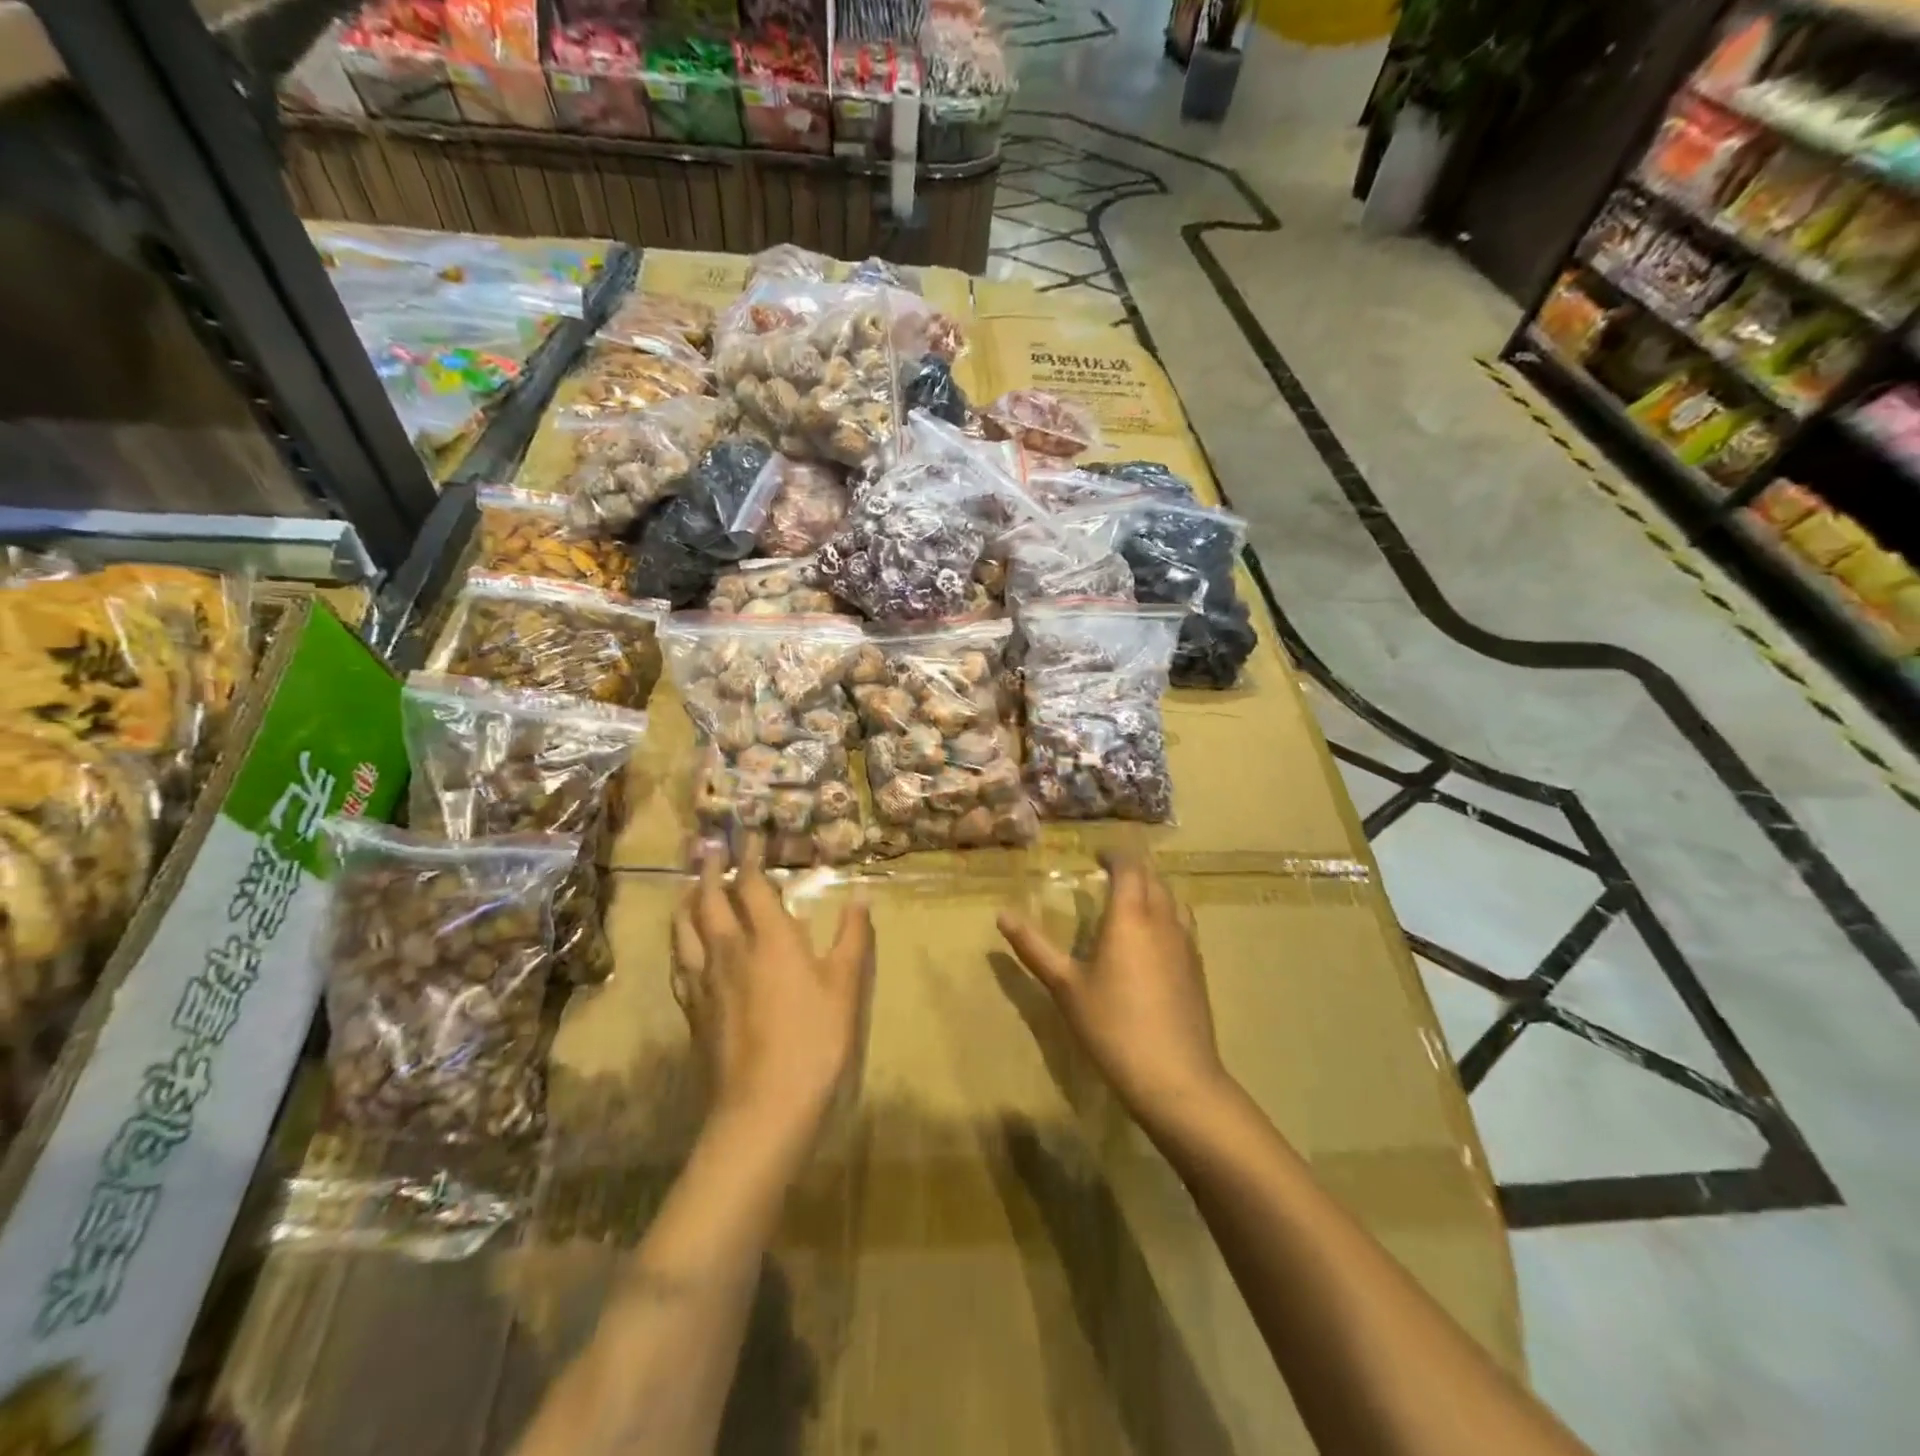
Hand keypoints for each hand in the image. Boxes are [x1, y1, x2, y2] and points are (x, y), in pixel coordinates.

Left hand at [672, 837, 874, 1140]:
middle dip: (712, 871)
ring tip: (689, 888)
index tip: (749, 837)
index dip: (751, 859)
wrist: (763, 1107)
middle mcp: (730, 950)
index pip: (754, 886)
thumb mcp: (846, 986)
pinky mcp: (693, 1010)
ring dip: (688, 901)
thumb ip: (853, 936)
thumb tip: (861, 894)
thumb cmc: (814, 1040)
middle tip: (711, 850)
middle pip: (711, 900)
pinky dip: (680, 943)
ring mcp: (706, 981)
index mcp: (770, 939)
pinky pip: (680, 964)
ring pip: (685, 929)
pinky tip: (683, 947)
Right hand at [997, 853, 1229, 1126]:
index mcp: (1129, 916)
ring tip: (1131, 902)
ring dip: (1153, 890)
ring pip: (1173, 899)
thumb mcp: (1065, 986)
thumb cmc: (1112, 1026)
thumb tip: (1001, 915)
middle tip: (1109, 875)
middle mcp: (1162, 920)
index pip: (1129, 866)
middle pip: (1153, 878)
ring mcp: (1187, 944)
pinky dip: (1167, 915)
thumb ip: (1033, 947)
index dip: (1114, 854)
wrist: (1175, 1077)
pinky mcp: (1198, 968)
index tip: (1097, 855)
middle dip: (1133, 869)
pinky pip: (1183, 924)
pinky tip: (1153, 941)